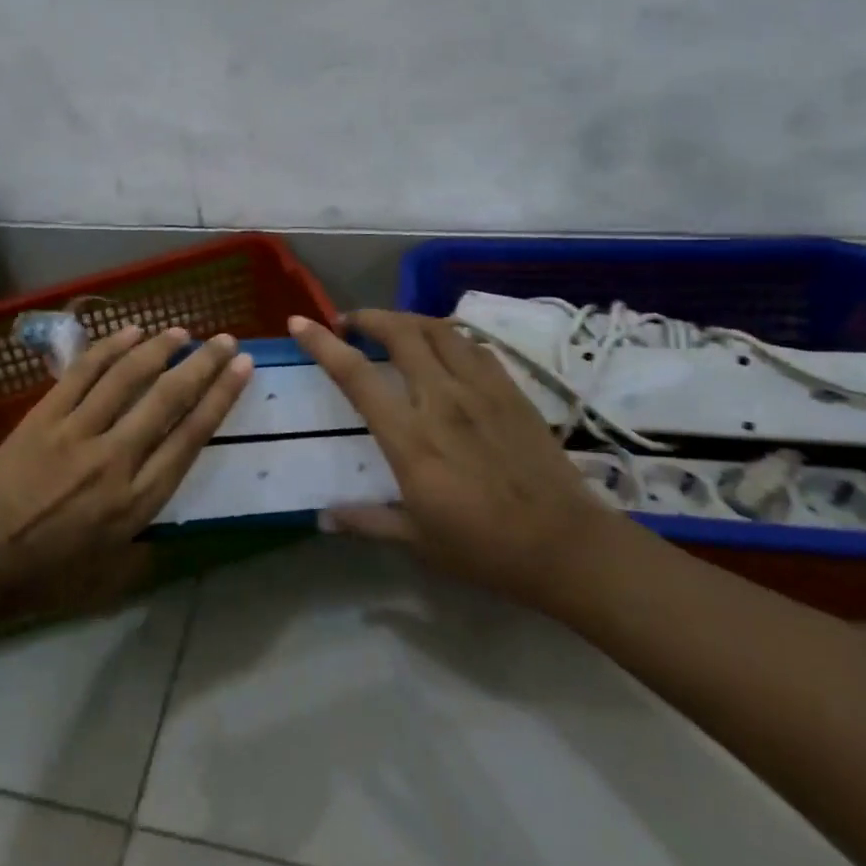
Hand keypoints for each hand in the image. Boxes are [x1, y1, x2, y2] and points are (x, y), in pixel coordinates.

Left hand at [0, 324, 253, 620]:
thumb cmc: (48, 576)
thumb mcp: (112, 575)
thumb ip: (149, 547)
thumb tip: (174, 531)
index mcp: (137, 500)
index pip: (191, 436)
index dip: (221, 397)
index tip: (242, 368)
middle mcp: (116, 458)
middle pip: (168, 398)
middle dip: (203, 364)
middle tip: (225, 340)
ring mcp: (78, 432)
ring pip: (127, 377)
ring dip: (159, 348)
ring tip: (181, 330)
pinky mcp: (45, 417)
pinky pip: (82, 373)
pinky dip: (108, 349)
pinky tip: (130, 333)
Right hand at [290, 310, 616, 610]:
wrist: (565, 546)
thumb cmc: (485, 548)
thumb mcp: (418, 541)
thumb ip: (367, 521)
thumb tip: (323, 517)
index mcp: (411, 438)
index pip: (357, 375)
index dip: (323, 344)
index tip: (300, 322)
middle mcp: (442, 400)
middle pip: (400, 333)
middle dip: (367, 317)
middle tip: (349, 324)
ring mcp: (480, 390)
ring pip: (438, 329)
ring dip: (407, 320)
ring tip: (392, 328)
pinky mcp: (511, 391)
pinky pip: (474, 346)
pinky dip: (448, 336)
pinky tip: (444, 348)